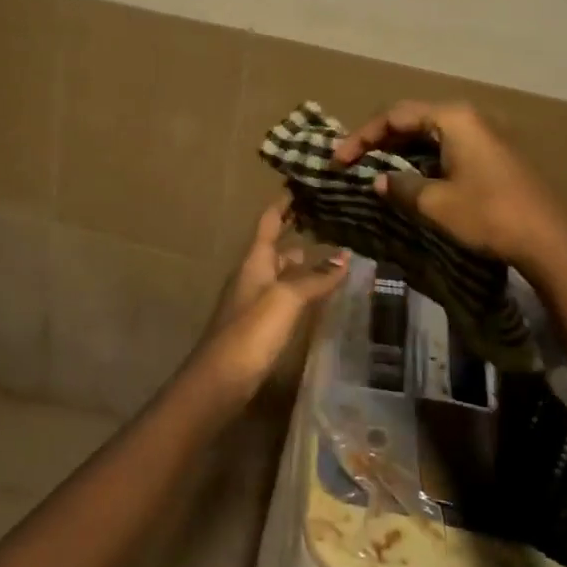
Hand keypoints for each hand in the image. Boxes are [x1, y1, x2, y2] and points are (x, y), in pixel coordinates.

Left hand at [194, 199, 347, 397]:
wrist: (221, 380)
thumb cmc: (252, 331)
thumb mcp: (286, 298)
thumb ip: (316, 277)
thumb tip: (345, 256)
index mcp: (254, 261)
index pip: (269, 222)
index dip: (283, 204)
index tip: (300, 185)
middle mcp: (252, 276)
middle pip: (277, 248)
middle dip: (300, 234)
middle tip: (332, 222)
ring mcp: (255, 302)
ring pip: (283, 274)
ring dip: (305, 264)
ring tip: (336, 257)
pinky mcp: (260, 327)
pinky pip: (285, 298)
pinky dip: (303, 290)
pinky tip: (321, 296)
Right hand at [333, 100, 566, 271]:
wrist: (549, 240)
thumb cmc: (489, 214)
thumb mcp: (436, 203)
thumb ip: (400, 187)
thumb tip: (378, 181)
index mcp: (452, 118)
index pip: (394, 115)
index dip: (361, 136)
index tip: (339, 160)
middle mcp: (468, 117)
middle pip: (411, 119)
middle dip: (379, 140)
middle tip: (353, 162)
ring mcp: (483, 134)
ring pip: (429, 134)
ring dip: (399, 151)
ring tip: (374, 170)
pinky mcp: (492, 154)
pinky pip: (445, 147)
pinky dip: (421, 159)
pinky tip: (409, 179)